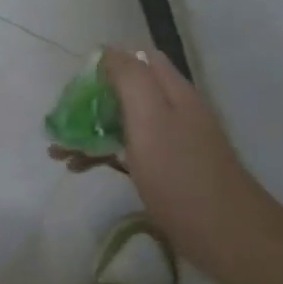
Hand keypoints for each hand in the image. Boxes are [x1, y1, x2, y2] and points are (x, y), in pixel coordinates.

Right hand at [52, 48, 268, 273]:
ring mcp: (171, 142)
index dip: (106, 65)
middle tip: (60, 123)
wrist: (223, 233)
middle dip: (89, 104)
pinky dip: (102, 154)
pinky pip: (127, 151)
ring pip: (122, 123)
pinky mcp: (165, 170)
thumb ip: (130, 79)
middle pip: (126, 92)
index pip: (138, 60)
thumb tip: (109, 50)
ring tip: (58, 153)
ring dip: (90, 131)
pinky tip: (80, 168)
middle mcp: (173, 110)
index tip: (76, 86)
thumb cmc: (180, 174)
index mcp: (172, 92)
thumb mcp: (150, 118)